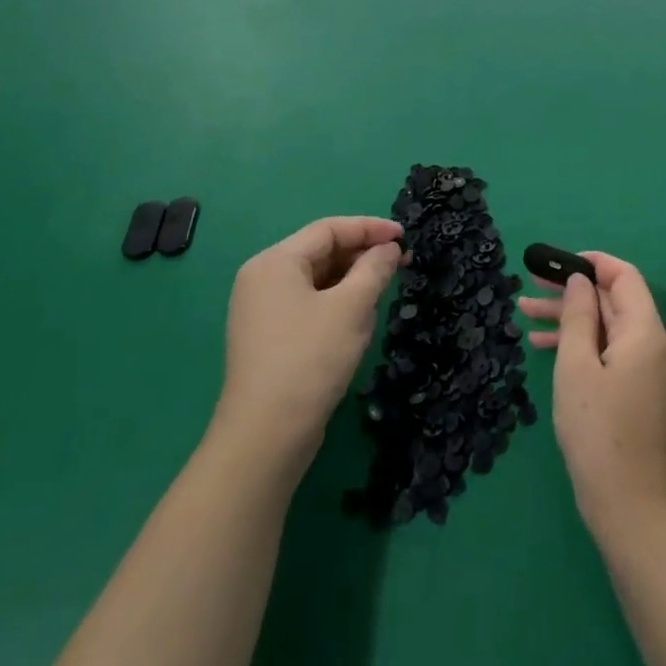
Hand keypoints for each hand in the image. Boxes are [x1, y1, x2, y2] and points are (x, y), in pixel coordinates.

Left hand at [215, 216, 404, 477]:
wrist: (265, 437)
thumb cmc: (310, 359)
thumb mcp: (352, 307)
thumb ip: (374, 268)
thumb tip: (388, 248)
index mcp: (275, 262)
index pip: (328, 229)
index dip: (369, 228)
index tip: (404, 236)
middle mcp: (262, 279)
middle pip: (320, 252)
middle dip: (362, 256)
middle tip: (400, 264)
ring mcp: (261, 311)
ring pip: (317, 281)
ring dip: (352, 282)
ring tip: (384, 292)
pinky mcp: (268, 339)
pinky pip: (308, 305)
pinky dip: (336, 304)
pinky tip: (359, 321)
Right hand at [518, 252, 665, 530]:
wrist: (628, 507)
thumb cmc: (597, 431)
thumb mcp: (576, 366)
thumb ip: (579, 316)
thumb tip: (580, 280)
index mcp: (645, 332)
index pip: (625, 276)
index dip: (593, 263)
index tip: (557, 263)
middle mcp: (654, 345)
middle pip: (613, 302)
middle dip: (572, 293)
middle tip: (531, 287)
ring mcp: (649, 370)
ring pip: (608, 328)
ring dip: (571, 319)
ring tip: (525, 314)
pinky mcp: (640, 392)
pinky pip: (611, 353)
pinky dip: (582, 346)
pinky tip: (545, 348)